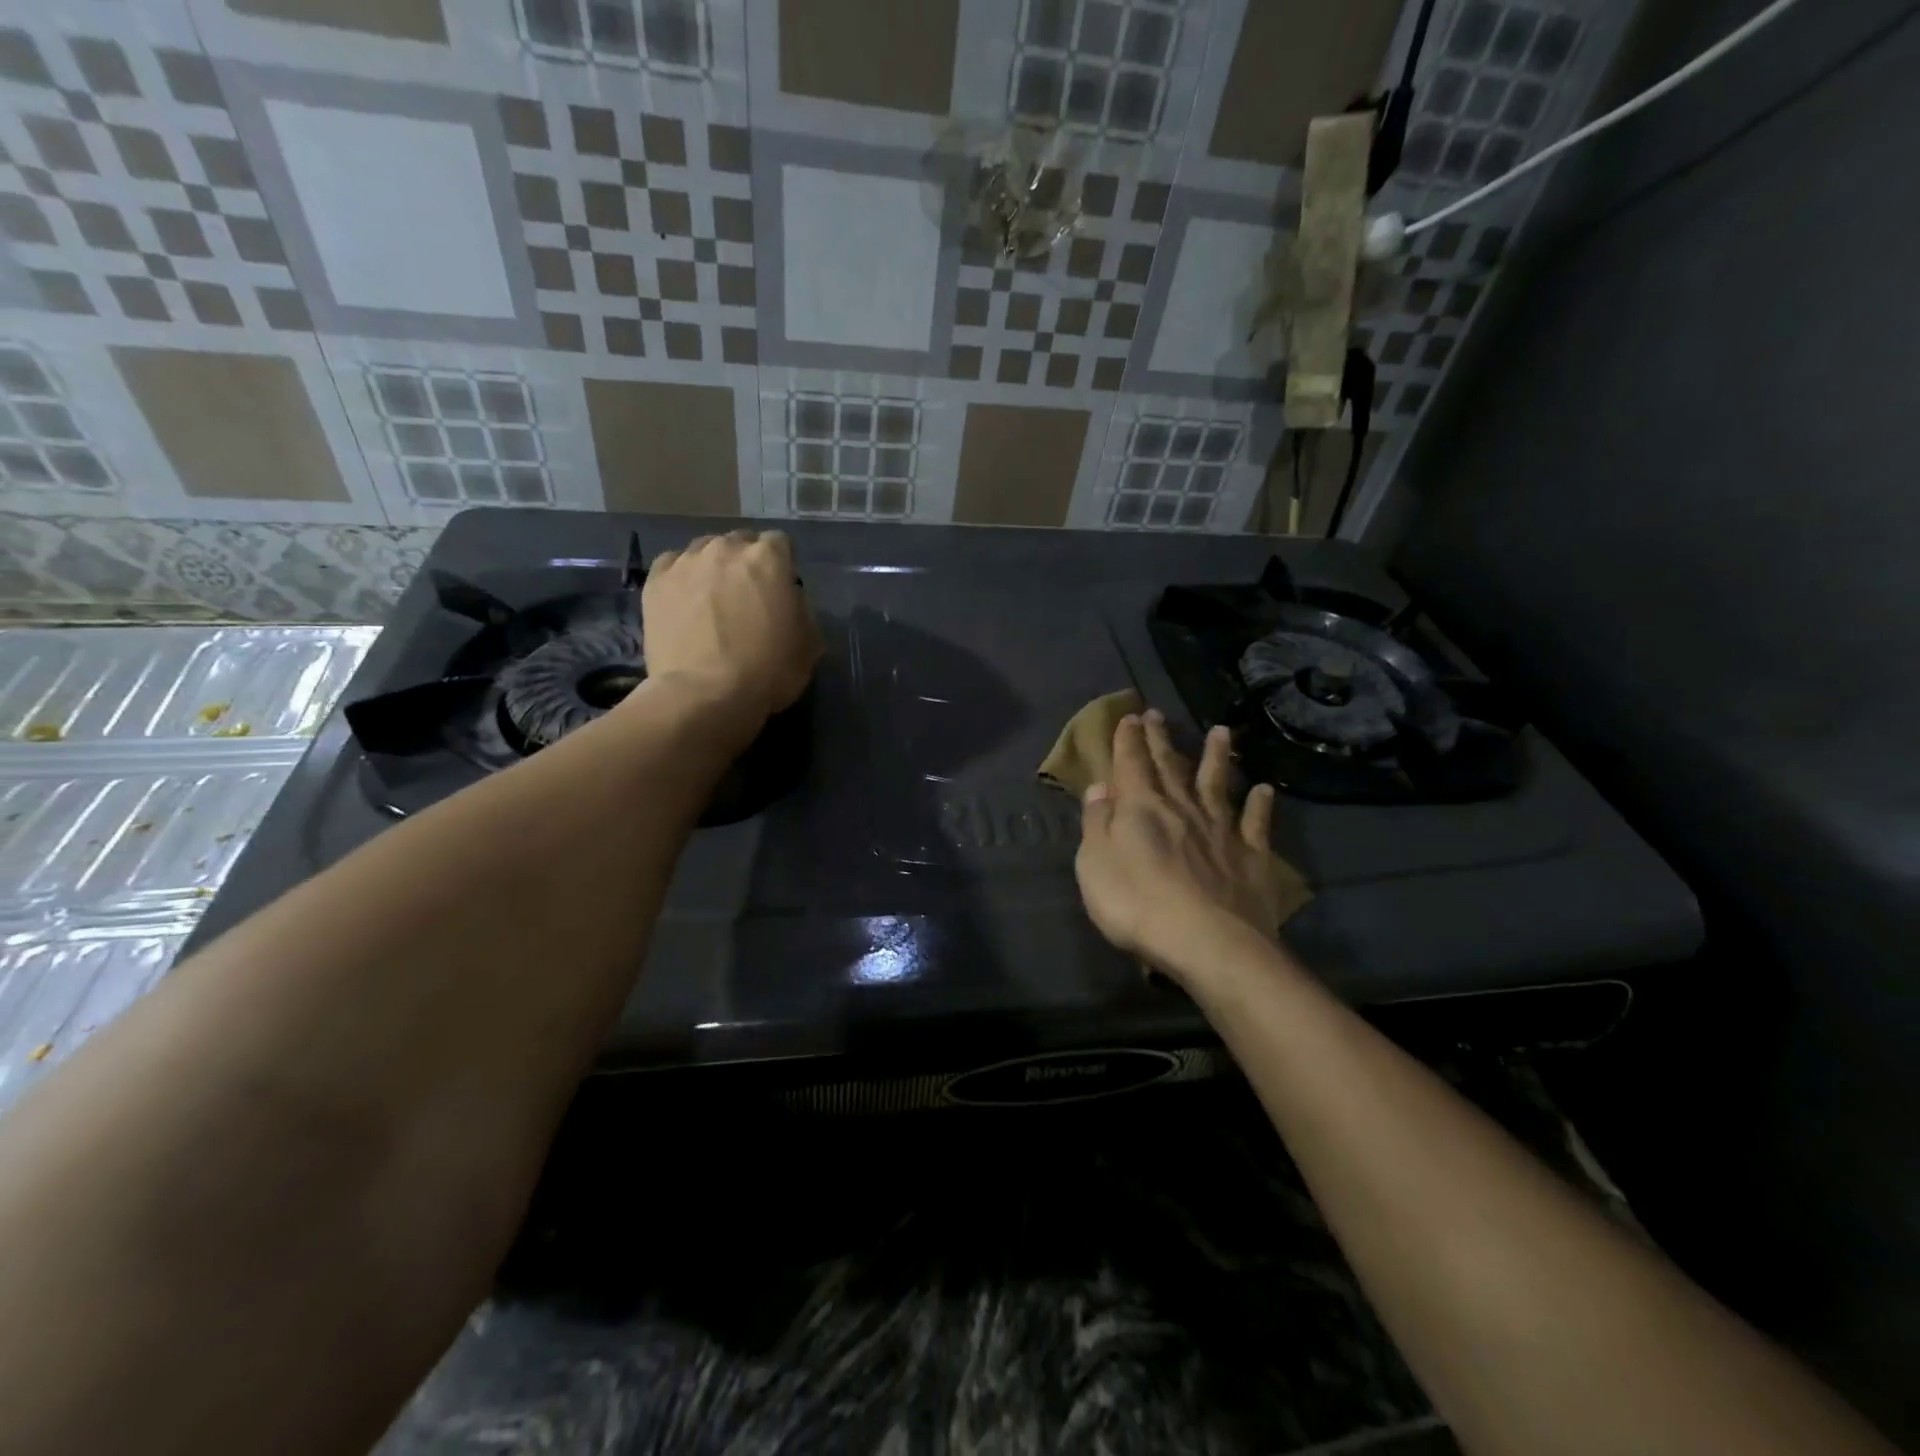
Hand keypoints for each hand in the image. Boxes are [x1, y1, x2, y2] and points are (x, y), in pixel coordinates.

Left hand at [640, 530, 820, 726]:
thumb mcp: (808, 645)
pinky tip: (685, 602)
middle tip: (747, 596)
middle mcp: (726, 548)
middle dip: (746, 563)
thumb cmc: (767, 672)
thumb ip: (801, 610)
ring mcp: (686, 562)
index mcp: (768, 558)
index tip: (780, 590)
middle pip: (739, 543)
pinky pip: (672, 565)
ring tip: (712, 599)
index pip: (779, 543)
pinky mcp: (656, 581)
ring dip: (713, 568)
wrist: (704, 694)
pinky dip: (681, 578)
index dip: (782, 566)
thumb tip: (789, 602)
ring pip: (704, 550)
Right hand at [1076, 710, 1285, 985]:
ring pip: (1218, 784)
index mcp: (1141, 808)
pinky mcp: (1250, 857)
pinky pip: (1256, 824)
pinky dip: (1261, 805)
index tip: (1130, 716)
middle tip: (1157, 714)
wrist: (1209, 943)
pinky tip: (1265, 790)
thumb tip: (1099, 788)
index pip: (1131, 764)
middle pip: (1170, 766)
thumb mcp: (1094, 865)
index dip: (1128, 740)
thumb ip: (1096, 823)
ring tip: (1221, 732)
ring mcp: (1221, 830)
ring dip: (1217, 757)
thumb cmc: (1136, 905)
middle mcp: (1182, 808)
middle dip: (1160, 739)